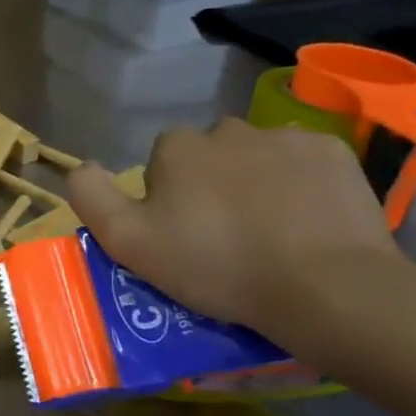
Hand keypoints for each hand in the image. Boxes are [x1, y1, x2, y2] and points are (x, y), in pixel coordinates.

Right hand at [67, 117, 406, 335]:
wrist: (326, 287)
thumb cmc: (217, 265)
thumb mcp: (129, 242)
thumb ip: (91, 196)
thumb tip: (80, 166)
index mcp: (176, 147)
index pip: (160, 165)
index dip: (167, 202)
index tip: (183, 238)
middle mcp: (226, 129)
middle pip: (208, 157)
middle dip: (211, 186)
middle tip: (226, 238)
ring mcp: (285, 136)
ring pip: (256, 157)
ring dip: (256, 182)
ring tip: (271, 232)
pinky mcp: (334, 152)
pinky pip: (304, 162)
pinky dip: (301, 184)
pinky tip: (307, 221)